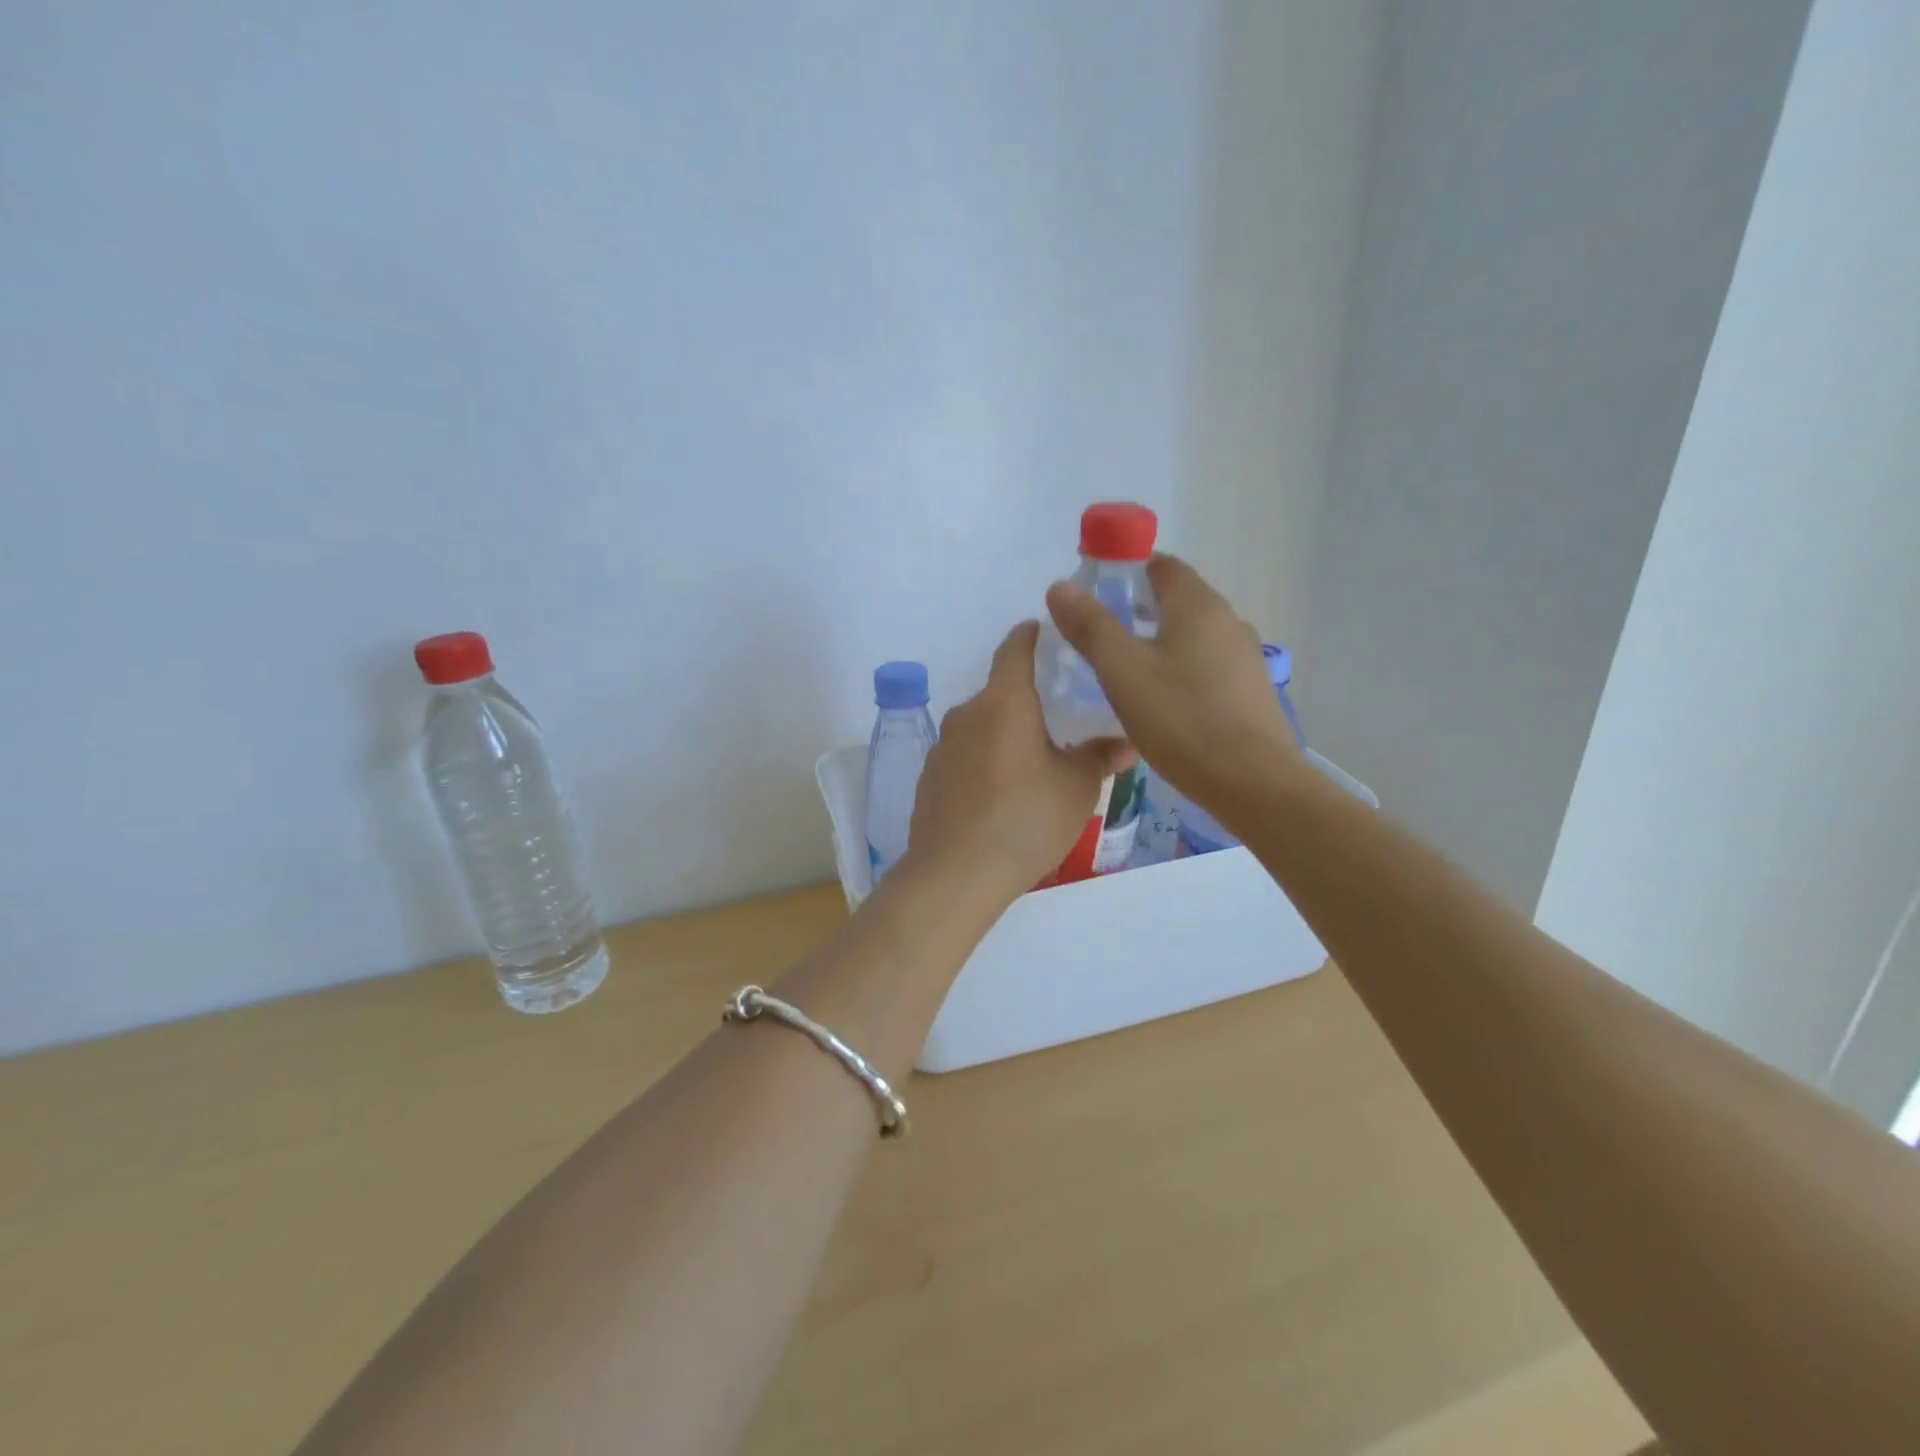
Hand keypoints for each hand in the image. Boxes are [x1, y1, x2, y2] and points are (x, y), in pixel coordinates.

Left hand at [906, 621, 1134, 898]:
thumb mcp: (1077, 787)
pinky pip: (964, 757)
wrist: (956, 872)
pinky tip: (1001, 796)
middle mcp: (967, 714)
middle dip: (1027, 701)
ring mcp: (942, 747)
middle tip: (1059, 720)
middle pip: (999, 693)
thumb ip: (1099, 757)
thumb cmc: (1026, 818)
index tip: (1045, 632)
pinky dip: (984, 763)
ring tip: (1033, 765)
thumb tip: (1127, 744)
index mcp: (1004, 702)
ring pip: (981, 728)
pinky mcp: (929, 779)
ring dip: (1005, 735)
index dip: (1031, 636)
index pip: (1015, 649)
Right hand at [1044, 554, 1299, 816]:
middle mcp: (1229, 621)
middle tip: (1099, 637)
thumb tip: (1060, 586)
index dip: (1126, 571)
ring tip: (1124, 673)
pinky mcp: (1250, 692)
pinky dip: (1180, 671)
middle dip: (1138, 609)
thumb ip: (1090, 626)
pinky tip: (1161, 704)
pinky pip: (1206, 667)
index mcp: (1198, 605)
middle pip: (1178, 600)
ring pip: (1192, 637)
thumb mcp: (1122, 671)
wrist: (1252, 783)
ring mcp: (1245, 658)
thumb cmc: (1181, 719)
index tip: (1094, 594)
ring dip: (1159, 643)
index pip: (1162, 565)